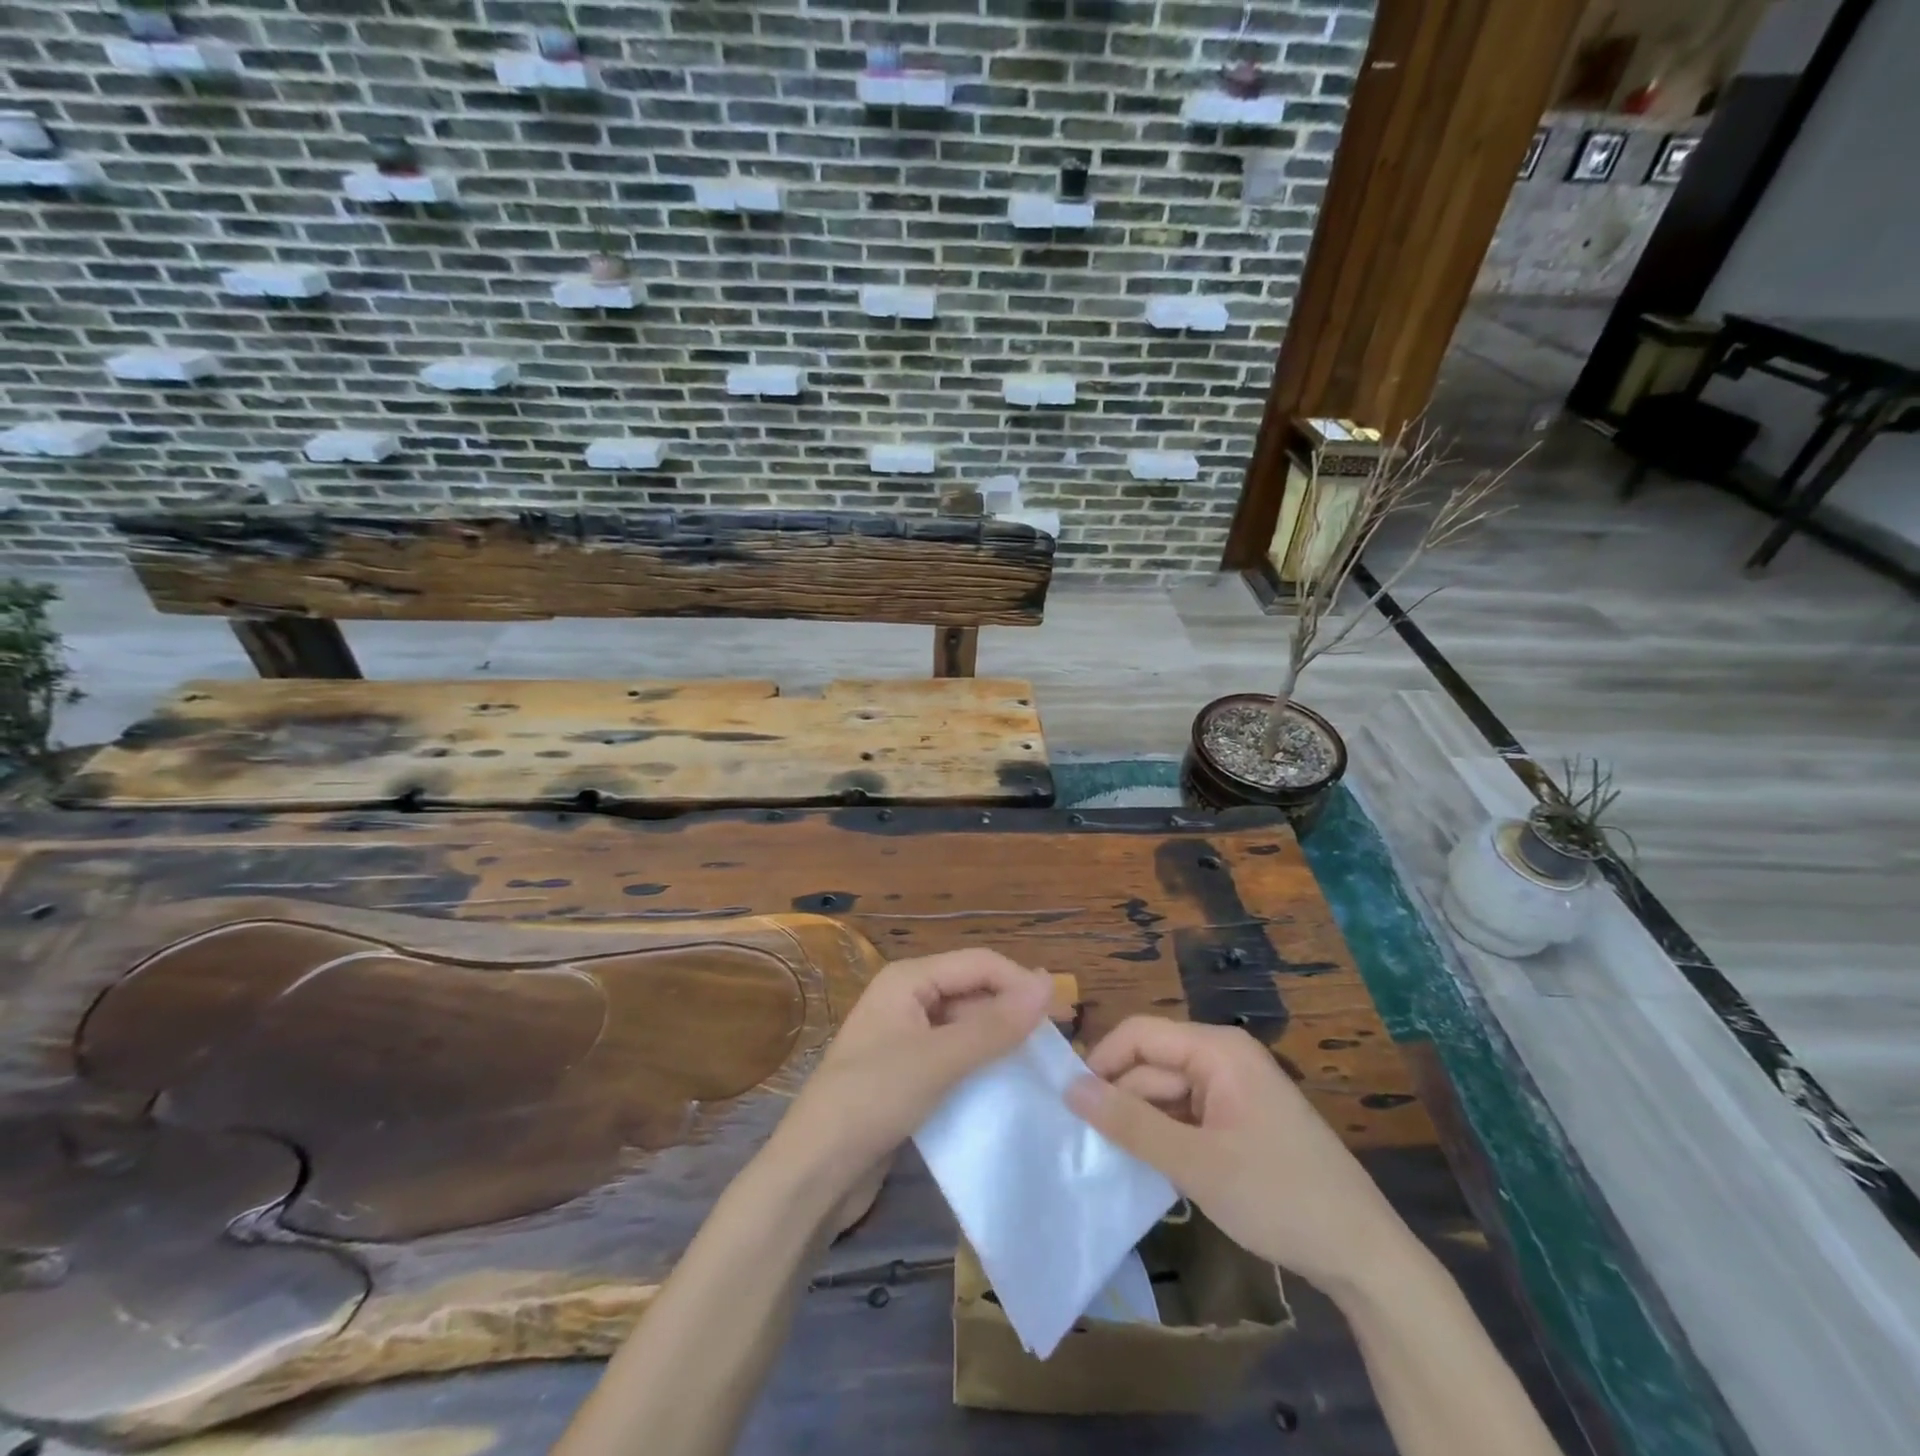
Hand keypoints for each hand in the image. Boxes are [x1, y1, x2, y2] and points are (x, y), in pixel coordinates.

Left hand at [775, 949, 1052, 1197]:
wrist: (813, 1173)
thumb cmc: (873, 1100)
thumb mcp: (939, 1060)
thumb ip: (995, 1025)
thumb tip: (1047, 984)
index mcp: (908, 979)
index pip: (979, 963)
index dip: (1021, 983)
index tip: (1064, 1015)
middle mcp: (907, 998)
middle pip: (973, 990)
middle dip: (1014, 1009)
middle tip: (1060, 1040)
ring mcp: (906, 1036)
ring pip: (967, 1024)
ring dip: (1002, 1038)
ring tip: (1043, 1062)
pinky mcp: (908, 1071)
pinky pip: (956, 1055)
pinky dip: (983, 1062)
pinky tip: (1010, 1083)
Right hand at [1066, 1017, 1412, 1294]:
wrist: (1364, 1256)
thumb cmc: (1279, 1196)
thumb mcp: (1196, 1162)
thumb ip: (1131, 1123)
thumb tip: (1070, 1088)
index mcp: (1217, 1050)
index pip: (1140, 1034)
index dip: (1101, 1061)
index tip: (1069, 1103)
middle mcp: (1223, 1059)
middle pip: (1152, 1065)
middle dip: (1120, 1100)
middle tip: (1083, 1144)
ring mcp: (1233, 1091)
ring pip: (1166, 1094)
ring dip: (1140, 1123)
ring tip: (1109, 1160)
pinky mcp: (1239, 1122)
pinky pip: (1186, 1117)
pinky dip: (1165, 1138)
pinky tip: (1148, 1169)